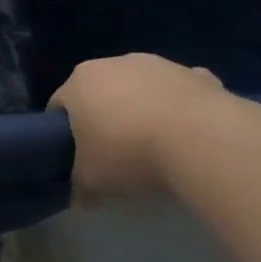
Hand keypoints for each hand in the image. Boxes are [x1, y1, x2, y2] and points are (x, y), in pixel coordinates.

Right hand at [49, 54, 252, 206]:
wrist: (200, 138)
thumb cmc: (129, 153)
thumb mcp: (92, 181)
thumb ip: (81, 186)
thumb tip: (82, 198)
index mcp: (80, 82)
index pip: (59, 105)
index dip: (62, 133)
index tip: (74, 158)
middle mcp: (114, 63)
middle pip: (101, 92)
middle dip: (104, 118)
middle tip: (113, 155)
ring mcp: (158, 64)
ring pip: (141, 88)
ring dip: (142, 110)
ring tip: (155, 147)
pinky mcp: (195, 74)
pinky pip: (179, 92)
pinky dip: (180, 109)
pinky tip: (188, 136)